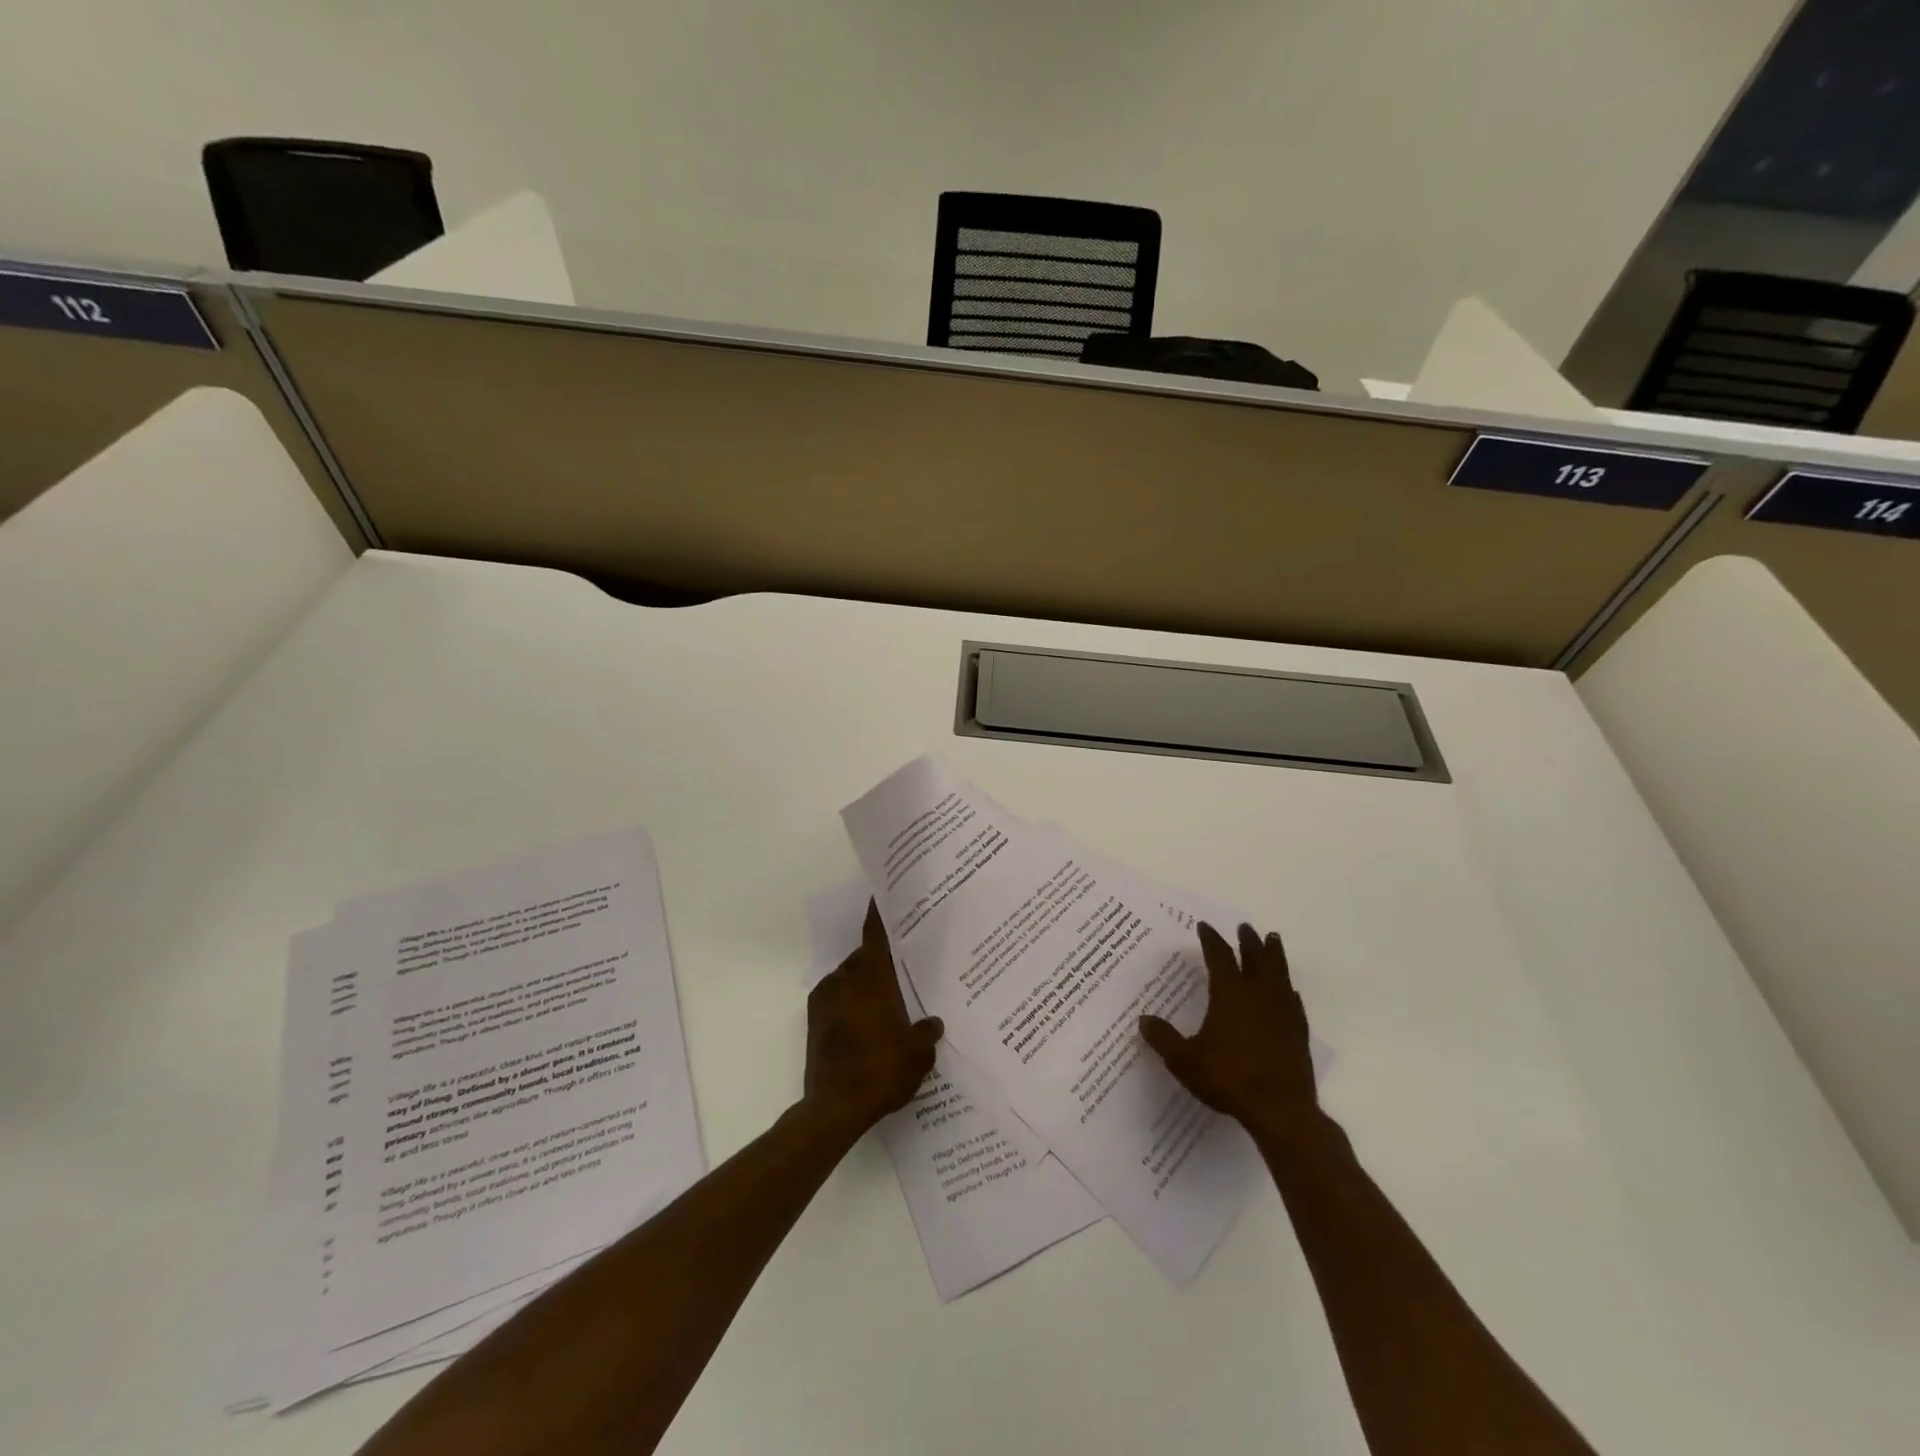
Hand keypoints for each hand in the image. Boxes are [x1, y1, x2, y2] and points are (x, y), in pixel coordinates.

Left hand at [803, 900, 942, 1134]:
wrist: (835, 1108)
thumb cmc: (882, 1070)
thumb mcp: (918, 1053)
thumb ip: (926, 1032)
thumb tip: (932, 1023)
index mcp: (870, 978)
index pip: (875, 935)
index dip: (880, 915)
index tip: (882, 895)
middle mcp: (844, 980)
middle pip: (863, 958)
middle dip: (880, 959)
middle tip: (902, 965)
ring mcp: (825, 1001)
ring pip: (849, 979)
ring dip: (865, 984)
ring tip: (888, 1000)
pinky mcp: (814, 1024)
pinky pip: (838, 1000)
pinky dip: (852, 1004)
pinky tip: (870, 1024)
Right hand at [1140, 921, 1317, 1137]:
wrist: (1280, 1110)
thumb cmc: (1229, 1079)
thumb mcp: (1185, 1061)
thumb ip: (1164, 1039)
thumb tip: (1144, 1020)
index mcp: (1229, 995)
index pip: (1220, 957)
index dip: (1211, 940)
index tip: (1205, 927)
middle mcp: (1257, 995)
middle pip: (1255, 958)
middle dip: (1248, 941)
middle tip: (1245, 927)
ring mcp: (1282, 1013)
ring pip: (1279, 974)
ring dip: (1275, 955)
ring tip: (1273, 940)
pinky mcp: (1298, 1033)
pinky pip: (1294, 1002)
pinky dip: (1289, 990)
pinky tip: (1289, 991)